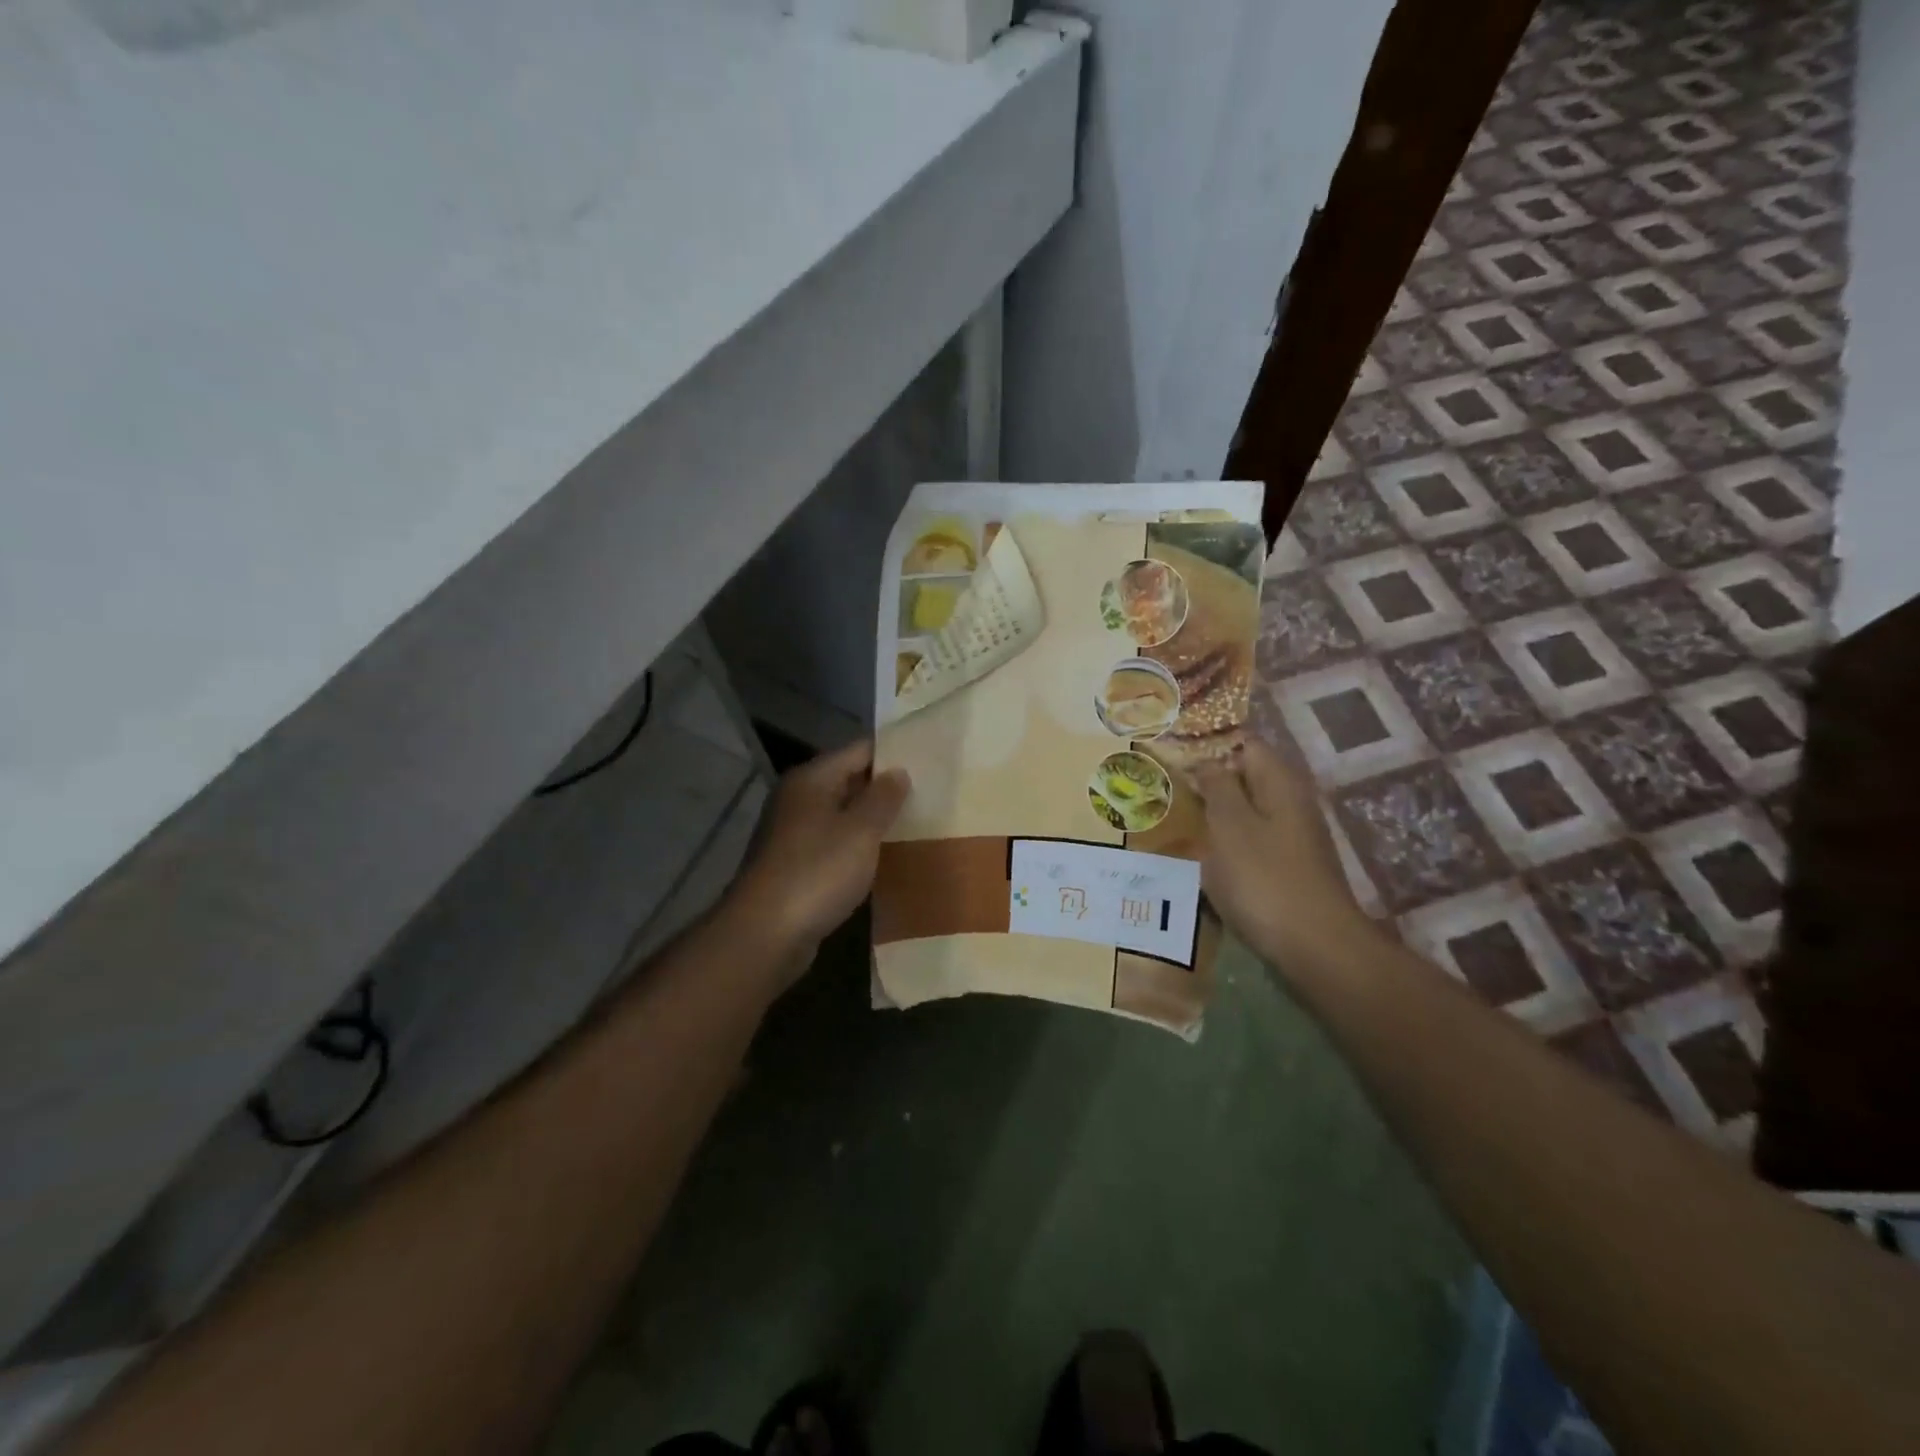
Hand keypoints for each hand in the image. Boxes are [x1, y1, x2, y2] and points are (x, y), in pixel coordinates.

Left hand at [728, 740, 909, 969]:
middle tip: (930, 794)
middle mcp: (797, 799)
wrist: (766, 933)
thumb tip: (898, 771)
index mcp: (811, 780)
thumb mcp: (861, 831)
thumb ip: (883, 798)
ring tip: (915, 824)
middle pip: (848, 781)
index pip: (859, 751)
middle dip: (885, 789)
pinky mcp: (793, 865)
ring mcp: (791, 833)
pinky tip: (883, 858)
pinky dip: (856, 847)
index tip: (929, 761)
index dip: (893, 754)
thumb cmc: (818, 871)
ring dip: (871, 821)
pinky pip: (833, 844)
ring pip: (841, 815)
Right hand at [1191, 738, 1375, 975]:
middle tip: (1166, 790)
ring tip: (1176, 822)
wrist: (1315, 946)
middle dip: (1208, 782)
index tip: (1172, 757)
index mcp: (1279, 782)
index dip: (1208, 746)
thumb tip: (1207, 761)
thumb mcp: (1229, 825)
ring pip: (1246, 811)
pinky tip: (1203, 858)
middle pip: (1245, 777)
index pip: (1244, 743)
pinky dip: (1226, 843)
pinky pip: (1251, 841)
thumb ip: (1216, 785)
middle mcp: (1291, 801)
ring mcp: (1293, 836)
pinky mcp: (1289, 866)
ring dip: (1214, 815)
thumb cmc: (1264, 878)